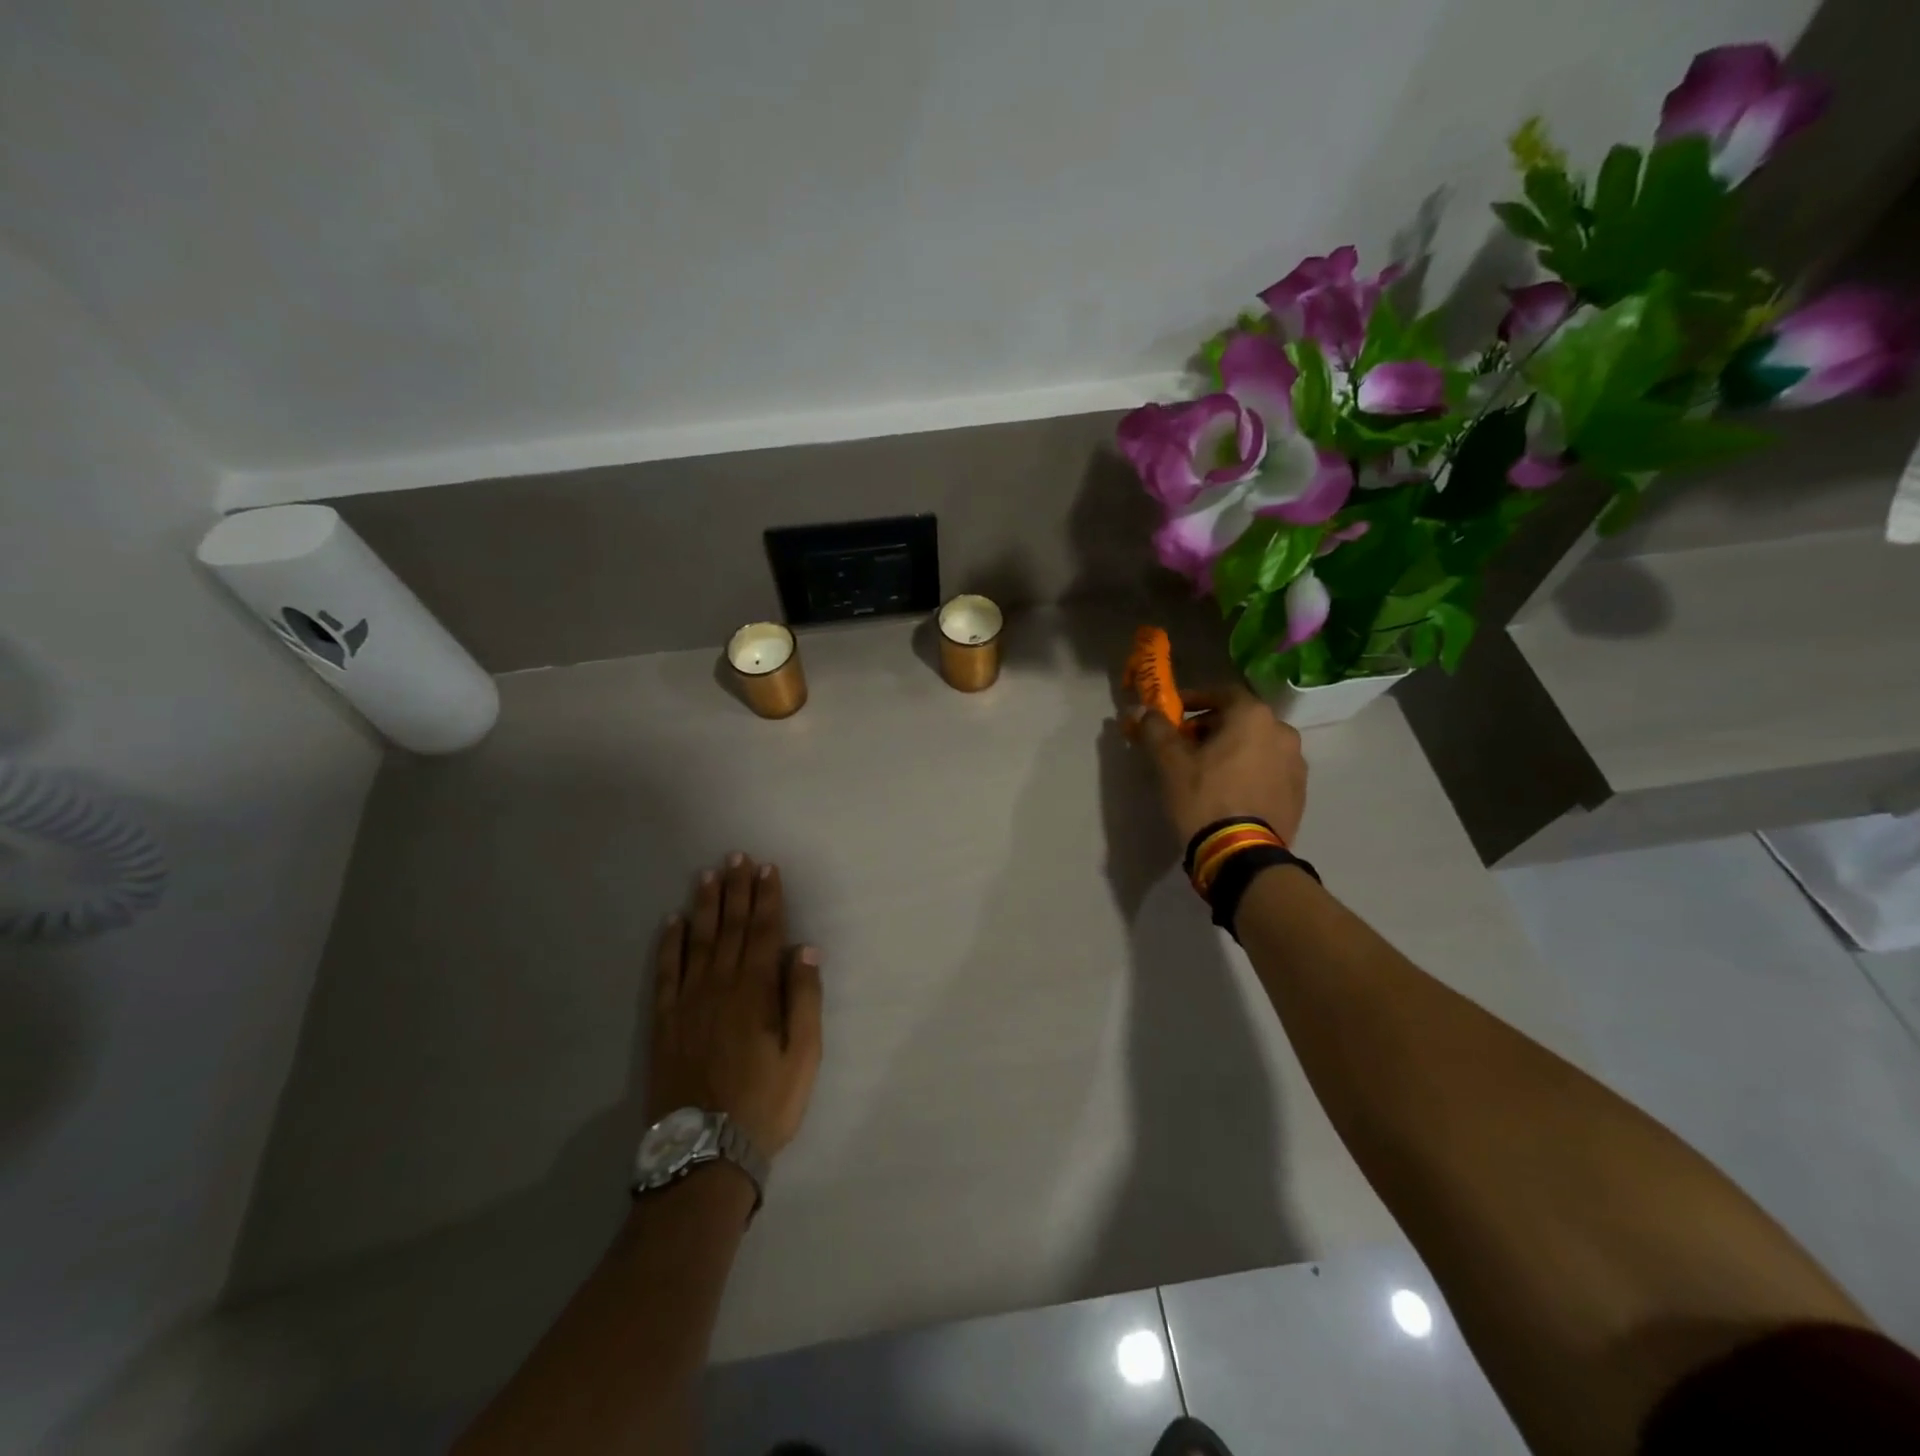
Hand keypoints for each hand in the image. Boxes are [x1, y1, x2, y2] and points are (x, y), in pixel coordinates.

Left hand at [648, 853, 822, 1157]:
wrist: (704, 1152)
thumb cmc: (765, 1103)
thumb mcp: (804, 1056)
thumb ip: (804, 998)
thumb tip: (803, 948)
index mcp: (756, 991)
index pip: (763, 931)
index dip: (767, 897)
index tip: (767, 869)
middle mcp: (720, 985)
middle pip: (730, 927)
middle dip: (736, 890)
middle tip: (737, 857)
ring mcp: (688, 1001)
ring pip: (697, 940)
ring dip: (704, 905)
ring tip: (708, 875)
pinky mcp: (665, 1021)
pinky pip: (666, 971)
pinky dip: (668, 944)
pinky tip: (671, 922)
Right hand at [1130, 685, 1307, 845]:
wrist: (1241, 854)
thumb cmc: (1204, 798)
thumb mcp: (1170, 763)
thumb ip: (1156, 729)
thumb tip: (1143, 710)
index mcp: (1253, 717)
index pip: (1223, 693)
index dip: (1196, 699)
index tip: (1175, 713)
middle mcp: (1282, 732)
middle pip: (1241, 719)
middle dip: (1212, 727)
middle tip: (1186, 745)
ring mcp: (1296, 764)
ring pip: (1257, 745)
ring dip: (1233, 750)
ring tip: (1207, 771)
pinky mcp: (1299, 793)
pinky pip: (1269, 770)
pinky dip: (1249, 771)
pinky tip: (1230, 791)